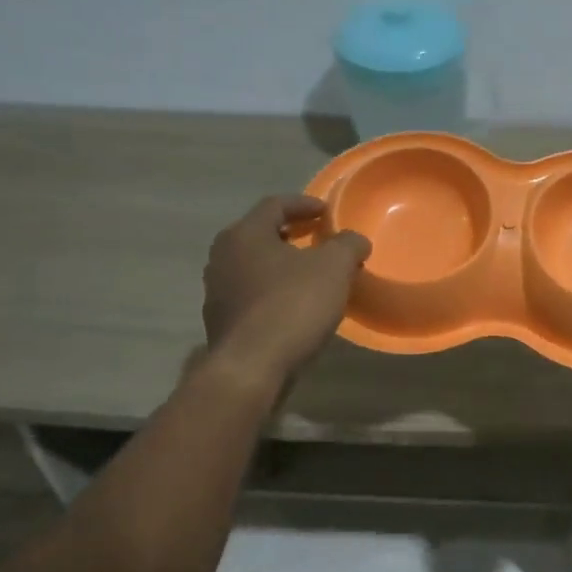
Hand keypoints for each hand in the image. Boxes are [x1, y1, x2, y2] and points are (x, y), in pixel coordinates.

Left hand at [199, 195, 371, 388]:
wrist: (251, 367)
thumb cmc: (292, 305)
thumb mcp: (334, 268)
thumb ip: (348, 245)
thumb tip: (354, 240)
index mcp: (245, 234)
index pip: (275, 205)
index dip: (304, 204)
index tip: (327, 211)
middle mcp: (222, 256)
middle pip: (261, 234)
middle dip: (292, 233)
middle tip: (319, 238)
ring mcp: (217, 290)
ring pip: (254, 266)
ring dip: (282, 265)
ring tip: (310, 274)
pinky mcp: (221, 321)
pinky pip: (251, 294)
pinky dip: (273, 291)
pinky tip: (294, 306)